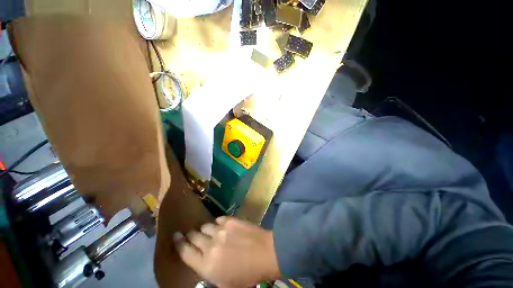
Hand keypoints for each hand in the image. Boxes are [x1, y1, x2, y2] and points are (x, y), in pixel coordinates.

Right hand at [173, 216, 280, 287]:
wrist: (265, 253)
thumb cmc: (247, 274)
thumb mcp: (225, 283)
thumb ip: (209, 272)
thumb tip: (202, 261)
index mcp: (207, 265)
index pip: (185, 252)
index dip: (179, 243)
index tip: (176, 236)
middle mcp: (210, 246)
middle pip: (194, 236)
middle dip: (190, 235)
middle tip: (190, 233)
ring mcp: (221, 230)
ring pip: (205, 226)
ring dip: (205, 229)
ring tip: (209, 232)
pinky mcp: (230, 220)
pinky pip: (218, 219)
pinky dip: (218, 224)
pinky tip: (222, 227)